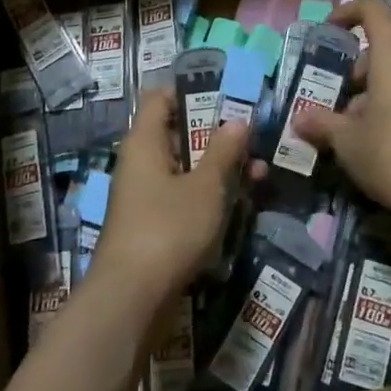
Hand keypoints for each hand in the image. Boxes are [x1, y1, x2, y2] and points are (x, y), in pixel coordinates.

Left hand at [87, 90, 249, 304]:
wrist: (131, 300)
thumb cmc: (168, 229)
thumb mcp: (206, 187)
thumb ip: (223, 152)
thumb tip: (237, 120)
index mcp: (145, 141)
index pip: (160, 98)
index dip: (190, 91)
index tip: (225, 96)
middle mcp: (140, 162)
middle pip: (178, 134)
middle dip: (216, 136)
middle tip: (253, 139)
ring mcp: (144, 196)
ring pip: (184, 169)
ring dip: (218, 169)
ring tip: (259, 174)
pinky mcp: (151, 225)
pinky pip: (182, 197)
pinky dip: (207, 196)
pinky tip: (239, 205)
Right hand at [293, 0, 390, 236]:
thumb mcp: (348, 143)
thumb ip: (322, 125)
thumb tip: (299, 119)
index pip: (374, 12)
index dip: (349, 12)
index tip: (330, 29)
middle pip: (385, 51)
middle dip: (356, 71)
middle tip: (335, 101)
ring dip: (374, 95)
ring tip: (354, 131)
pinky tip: (382, 147)